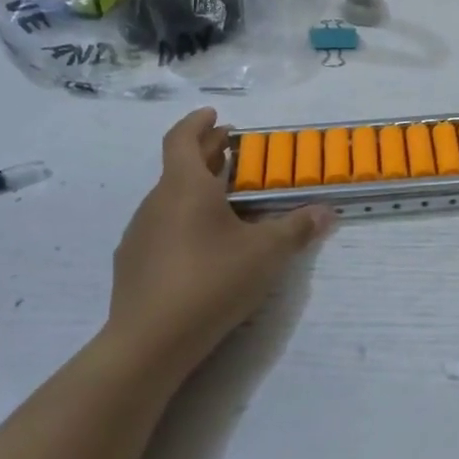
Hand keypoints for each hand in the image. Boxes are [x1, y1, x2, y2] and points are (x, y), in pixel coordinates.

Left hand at [107, 109, 334, 375]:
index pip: (182, 138)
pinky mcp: (132, 264)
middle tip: (230, 149)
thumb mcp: (267, 253)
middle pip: (178, 167)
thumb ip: (297, 228)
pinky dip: (183, 221)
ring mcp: (139, 234)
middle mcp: (156, 203)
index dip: (198, 123)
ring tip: (223, 201)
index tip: (216, 116)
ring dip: (195, 189)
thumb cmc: (211, 281)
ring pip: (169, 198)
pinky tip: (202, 245)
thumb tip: (326, 212)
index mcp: (185, 187)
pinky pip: (161, 228)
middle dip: (205, 153)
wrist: (149, 342)